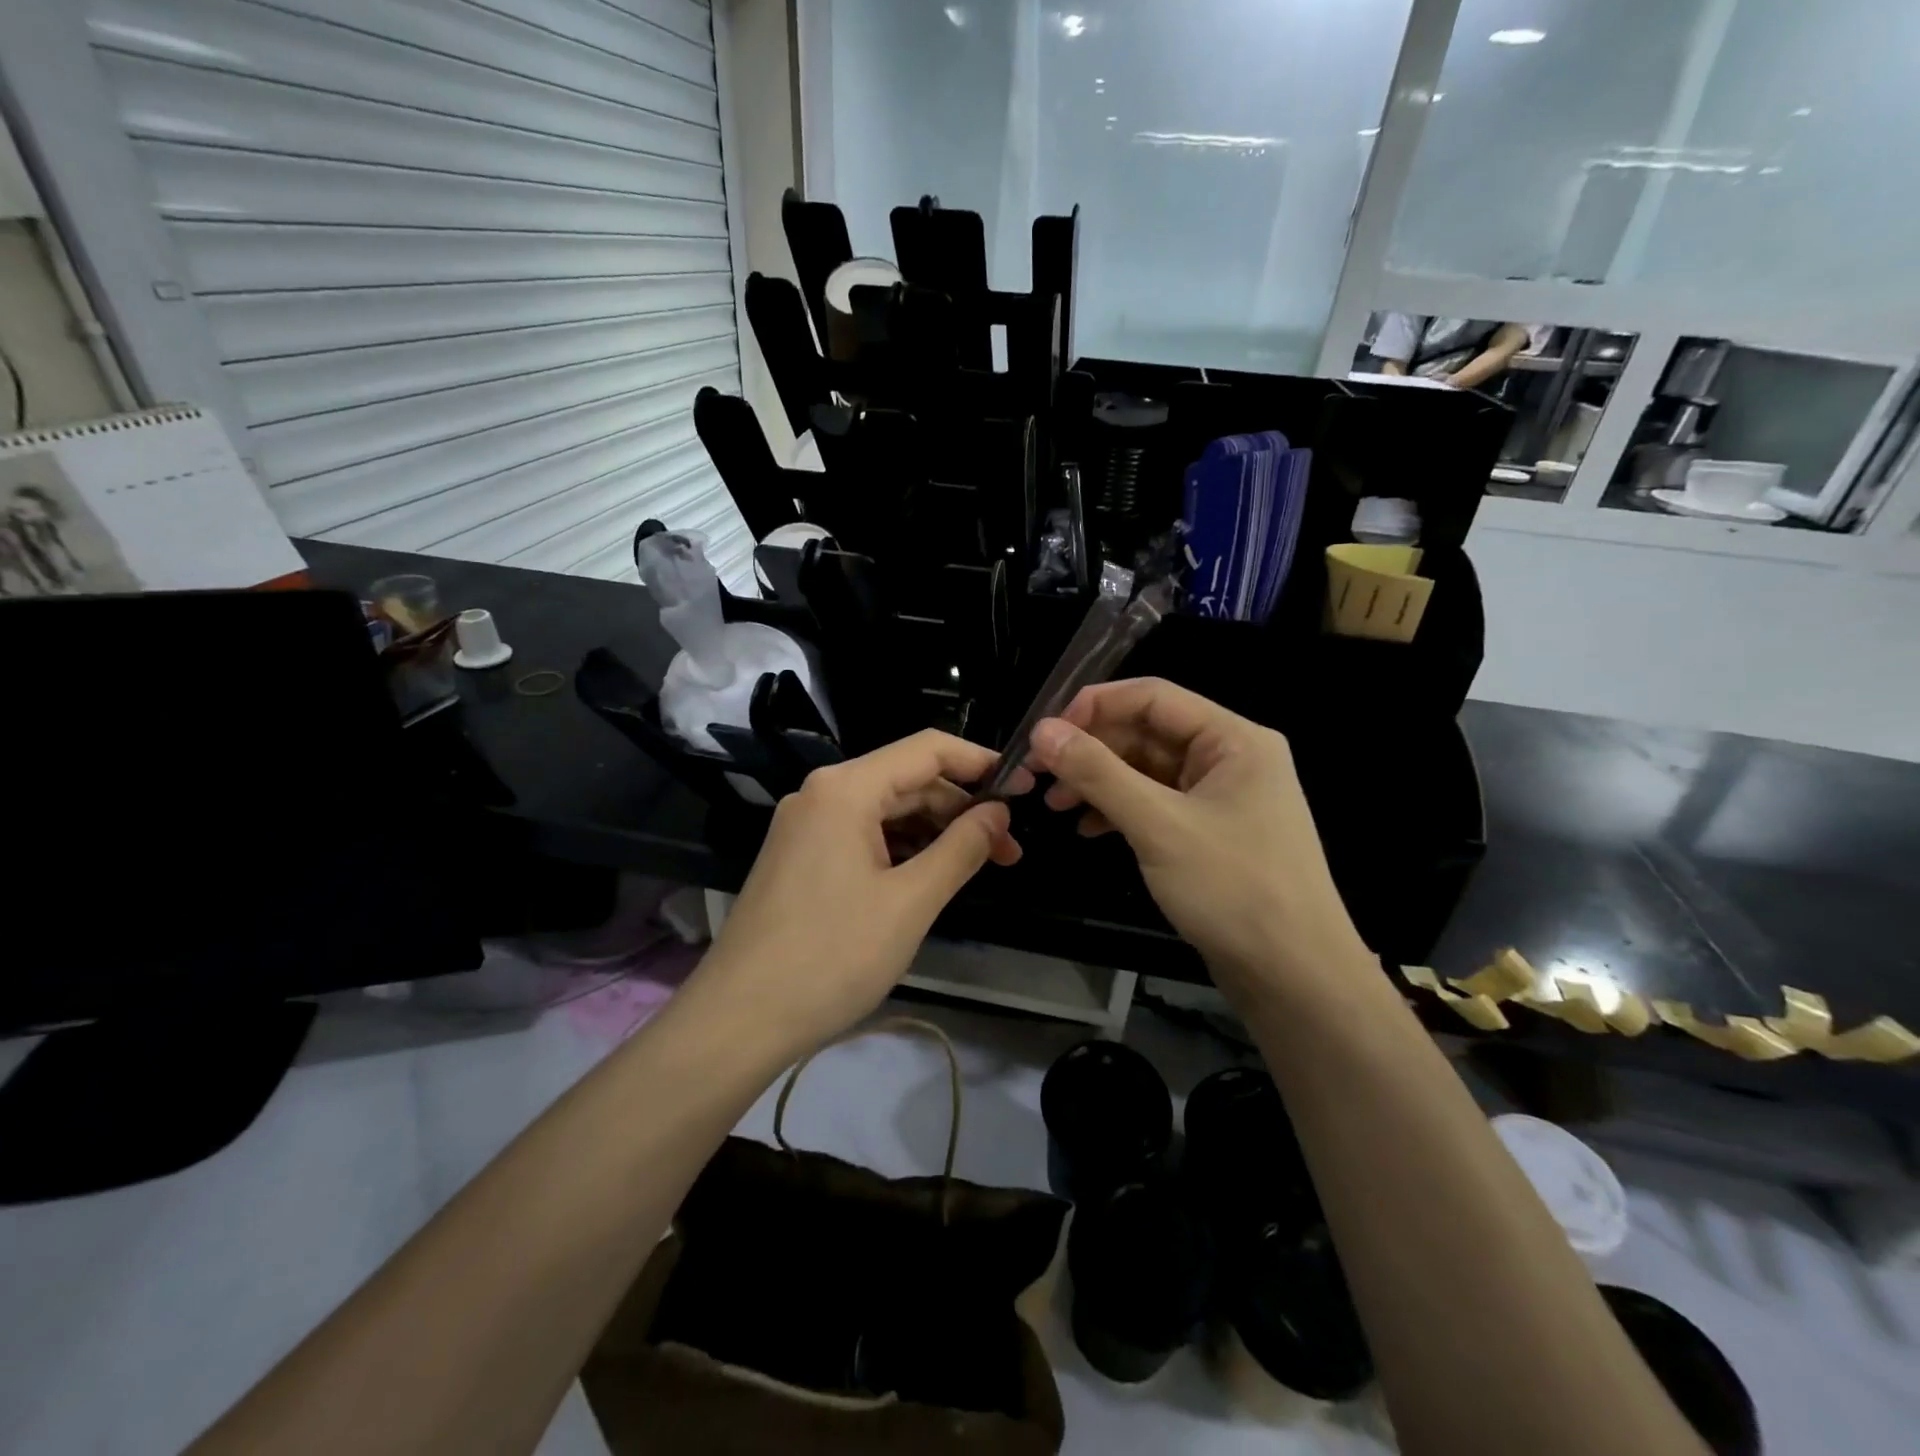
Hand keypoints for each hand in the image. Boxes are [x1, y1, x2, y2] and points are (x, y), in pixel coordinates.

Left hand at [700, 731, 1026, 1056]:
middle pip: (906, 781)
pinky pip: (862, 835)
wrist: (738, 1020)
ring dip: (933, 832)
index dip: (979, 762)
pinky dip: (901, 849)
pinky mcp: (800, 857)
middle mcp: (822, 794)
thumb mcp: (910, 902)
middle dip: (960, 809)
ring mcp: (806, 826)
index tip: (1022, 788)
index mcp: (845, 789)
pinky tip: (930, 877)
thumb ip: (961, 848)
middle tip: (1008, 849)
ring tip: (977, 866)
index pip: (927, 750)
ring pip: (885, 811)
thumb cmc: (832, 956)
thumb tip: (998, 812)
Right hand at [1025, 678, 1367, 1000]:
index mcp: (1233, 739)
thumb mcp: (1158, 825)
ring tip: (1054, 805)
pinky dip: (1119, 811)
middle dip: (1090, 750)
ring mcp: (1220, 797)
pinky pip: (1155, 804)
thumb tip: (1042, 731)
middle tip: (1038, 773)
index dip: (1094, 706)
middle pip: (1146, 733)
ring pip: (1146, 771)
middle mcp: (1229, 758)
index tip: (1045, 732)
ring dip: (1099, 782)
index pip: (1153, 697)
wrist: (1295, 977)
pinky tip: (1088, 829)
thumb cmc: (1233, 889)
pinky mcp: (1209, 832)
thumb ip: (1098, 773)